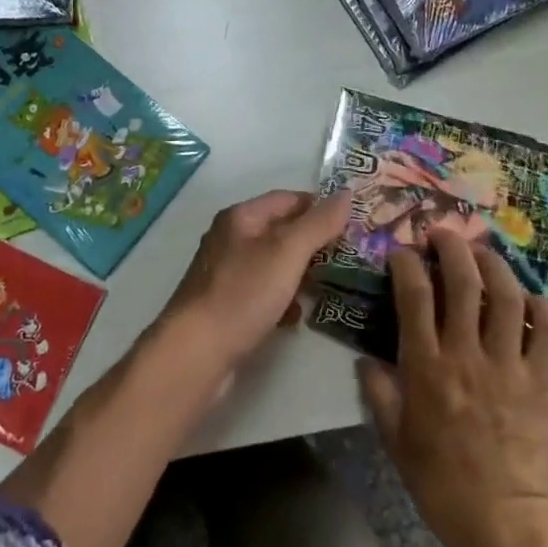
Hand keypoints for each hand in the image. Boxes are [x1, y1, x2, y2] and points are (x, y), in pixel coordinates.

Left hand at [159, 190, 347, 373]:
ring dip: (300, 273)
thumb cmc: (243, 293)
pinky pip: (263, 293)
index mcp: (240, 217)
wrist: (196, 353)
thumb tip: (347, 193)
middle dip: (312, 243)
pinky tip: (297, 317)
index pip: (287, 199)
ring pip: (273, 264)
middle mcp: (230, 239)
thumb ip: (318, 223)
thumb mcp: (287, 252)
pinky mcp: (226, 305)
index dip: (319, 207)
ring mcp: (226, 273)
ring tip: (328, 286)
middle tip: (346, 257)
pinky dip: (283, 299)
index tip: (351, 223)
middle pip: (280, 231)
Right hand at [359, 229, 547, 546]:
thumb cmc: (442, 482)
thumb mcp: (395, 440)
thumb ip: (379, 393)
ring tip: (483, 252)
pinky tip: (531, 299)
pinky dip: (542, 308)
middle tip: (443, 233)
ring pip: (506, 295)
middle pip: (463, 280)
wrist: (503, 522)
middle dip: (452, 246)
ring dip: (494, 264)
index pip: (414, 295)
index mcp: (427, 366)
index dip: (407, 263)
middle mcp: (467, 353)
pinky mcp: (542, 380)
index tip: (402, 251)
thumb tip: (366, 360)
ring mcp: (508, 364)